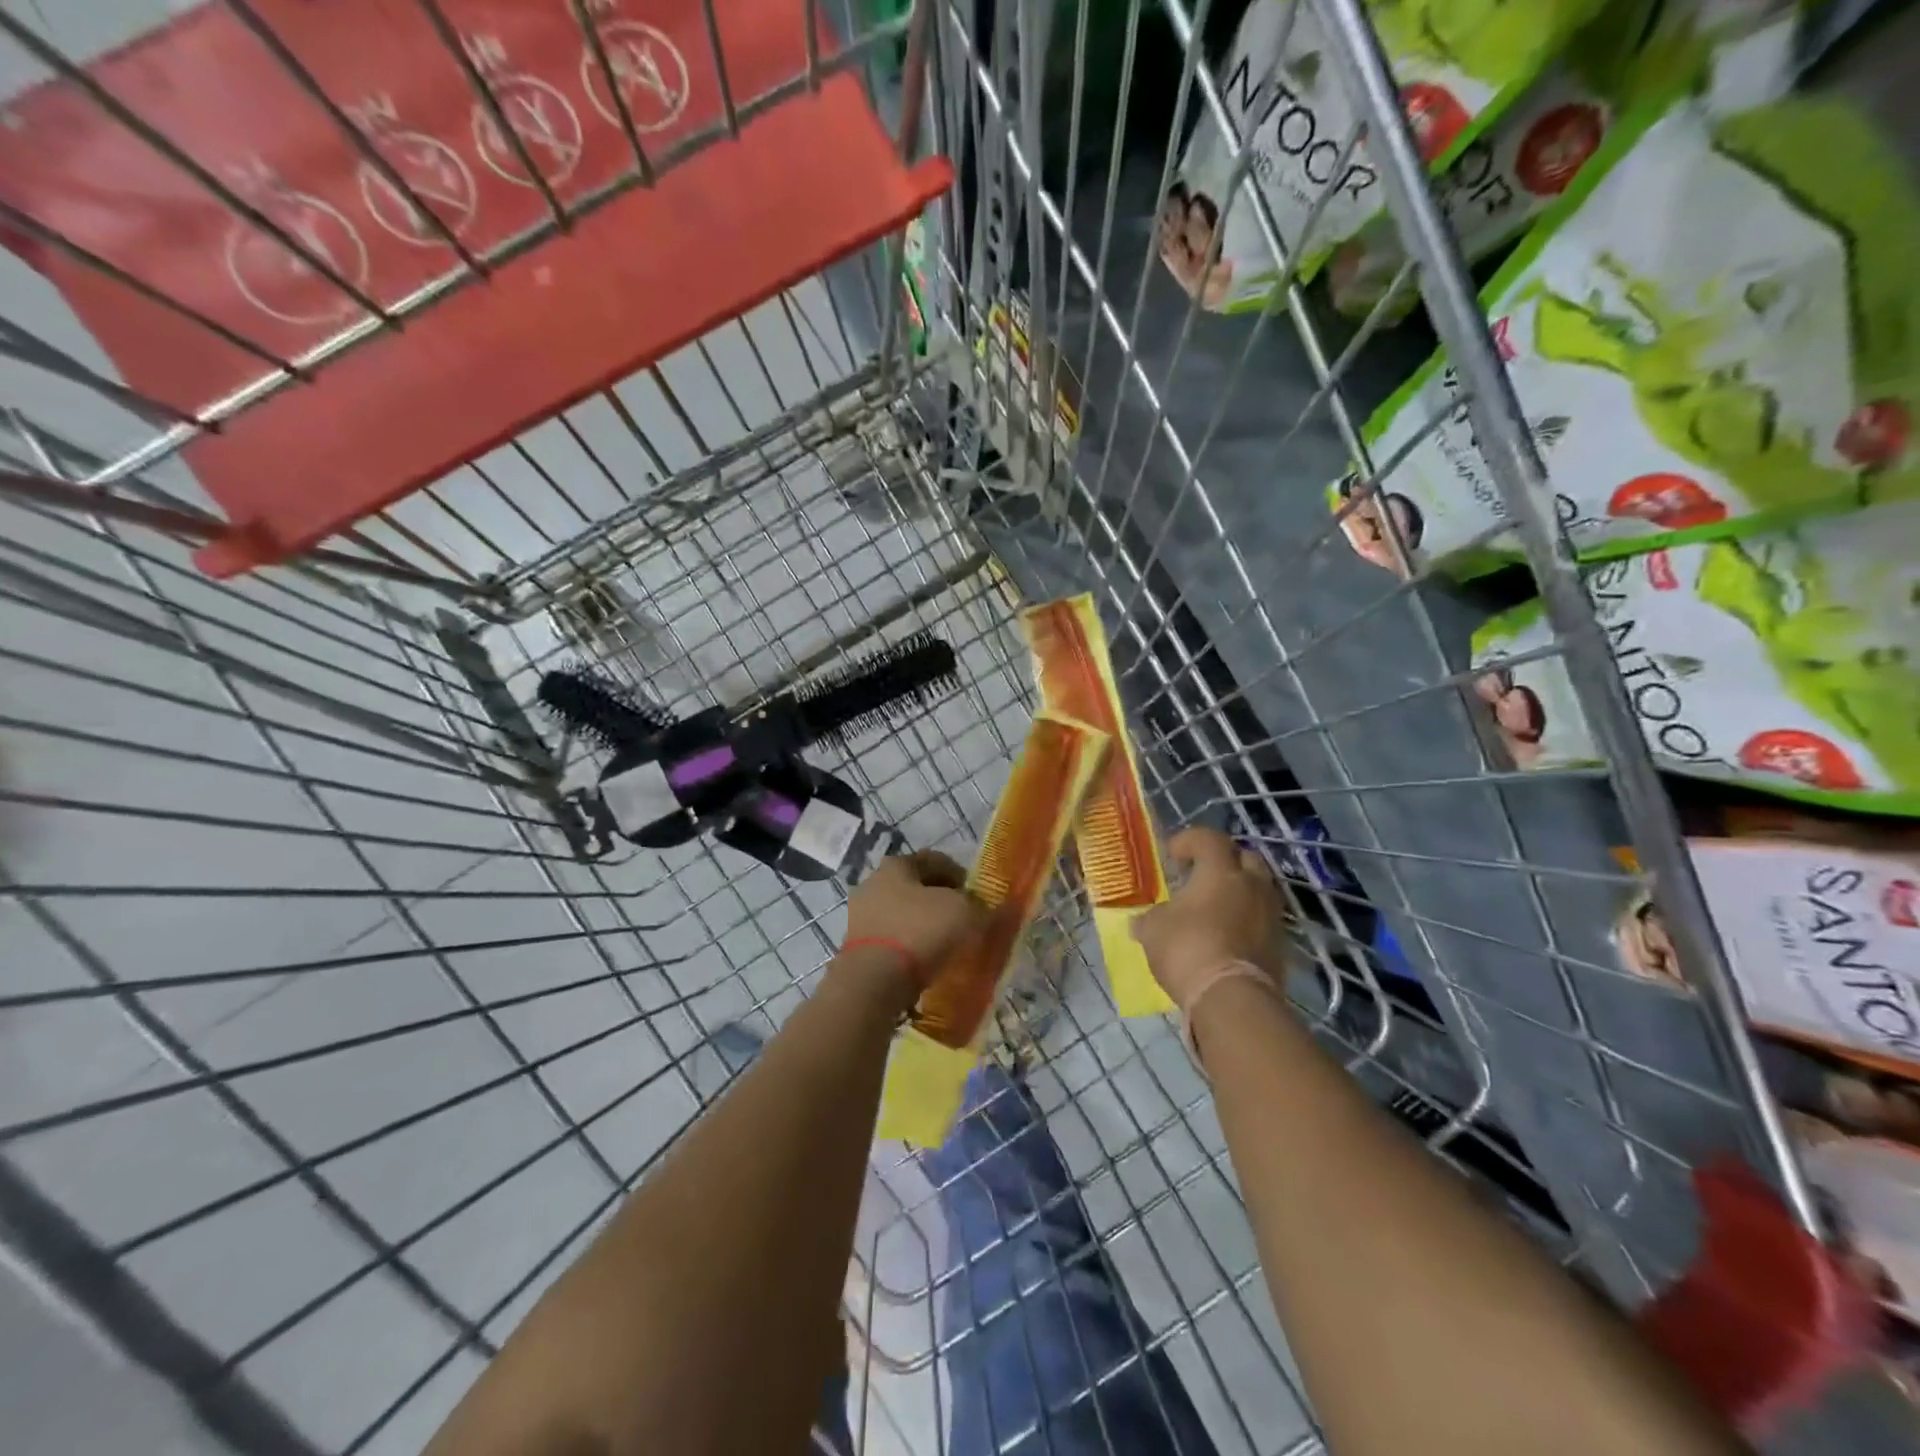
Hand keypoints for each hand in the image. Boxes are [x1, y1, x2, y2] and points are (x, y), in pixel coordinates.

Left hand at [840, 851, 986, 993]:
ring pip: (903, 915)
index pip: (935, 860)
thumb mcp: (964, 912)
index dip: (960, 875)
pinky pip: (892, 940)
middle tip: (965, 919)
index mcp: (896, 865)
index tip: (977, 896)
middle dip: (941, 901)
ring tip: (948, 945)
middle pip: (916, 887)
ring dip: (924, 925)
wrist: (872, 982)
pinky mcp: (856, 947)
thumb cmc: (919, 932)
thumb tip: (987, 909)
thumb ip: (980, 906)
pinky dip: (910, 947)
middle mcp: (873, 883)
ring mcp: (860, 916)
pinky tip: (926, 962)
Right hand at [1132, 827, 1288, 1009]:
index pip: (1209, 839)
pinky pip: (1263, 919)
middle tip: (1201, 874)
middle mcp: (1251, 885)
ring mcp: (1271, 915)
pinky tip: (1227, 934)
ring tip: (1215, 906)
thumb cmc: (1187, 949)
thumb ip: (1150, 919)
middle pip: (1244, 857)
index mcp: (1220, 871)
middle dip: (1223, 861)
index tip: (1172, 855)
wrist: (1232, 998)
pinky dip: (1247, 919)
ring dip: (1239, 890)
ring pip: (1258, 888)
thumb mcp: (1153, 930)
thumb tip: (1140, 921)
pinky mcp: (1280, 944)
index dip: (1189, 841)